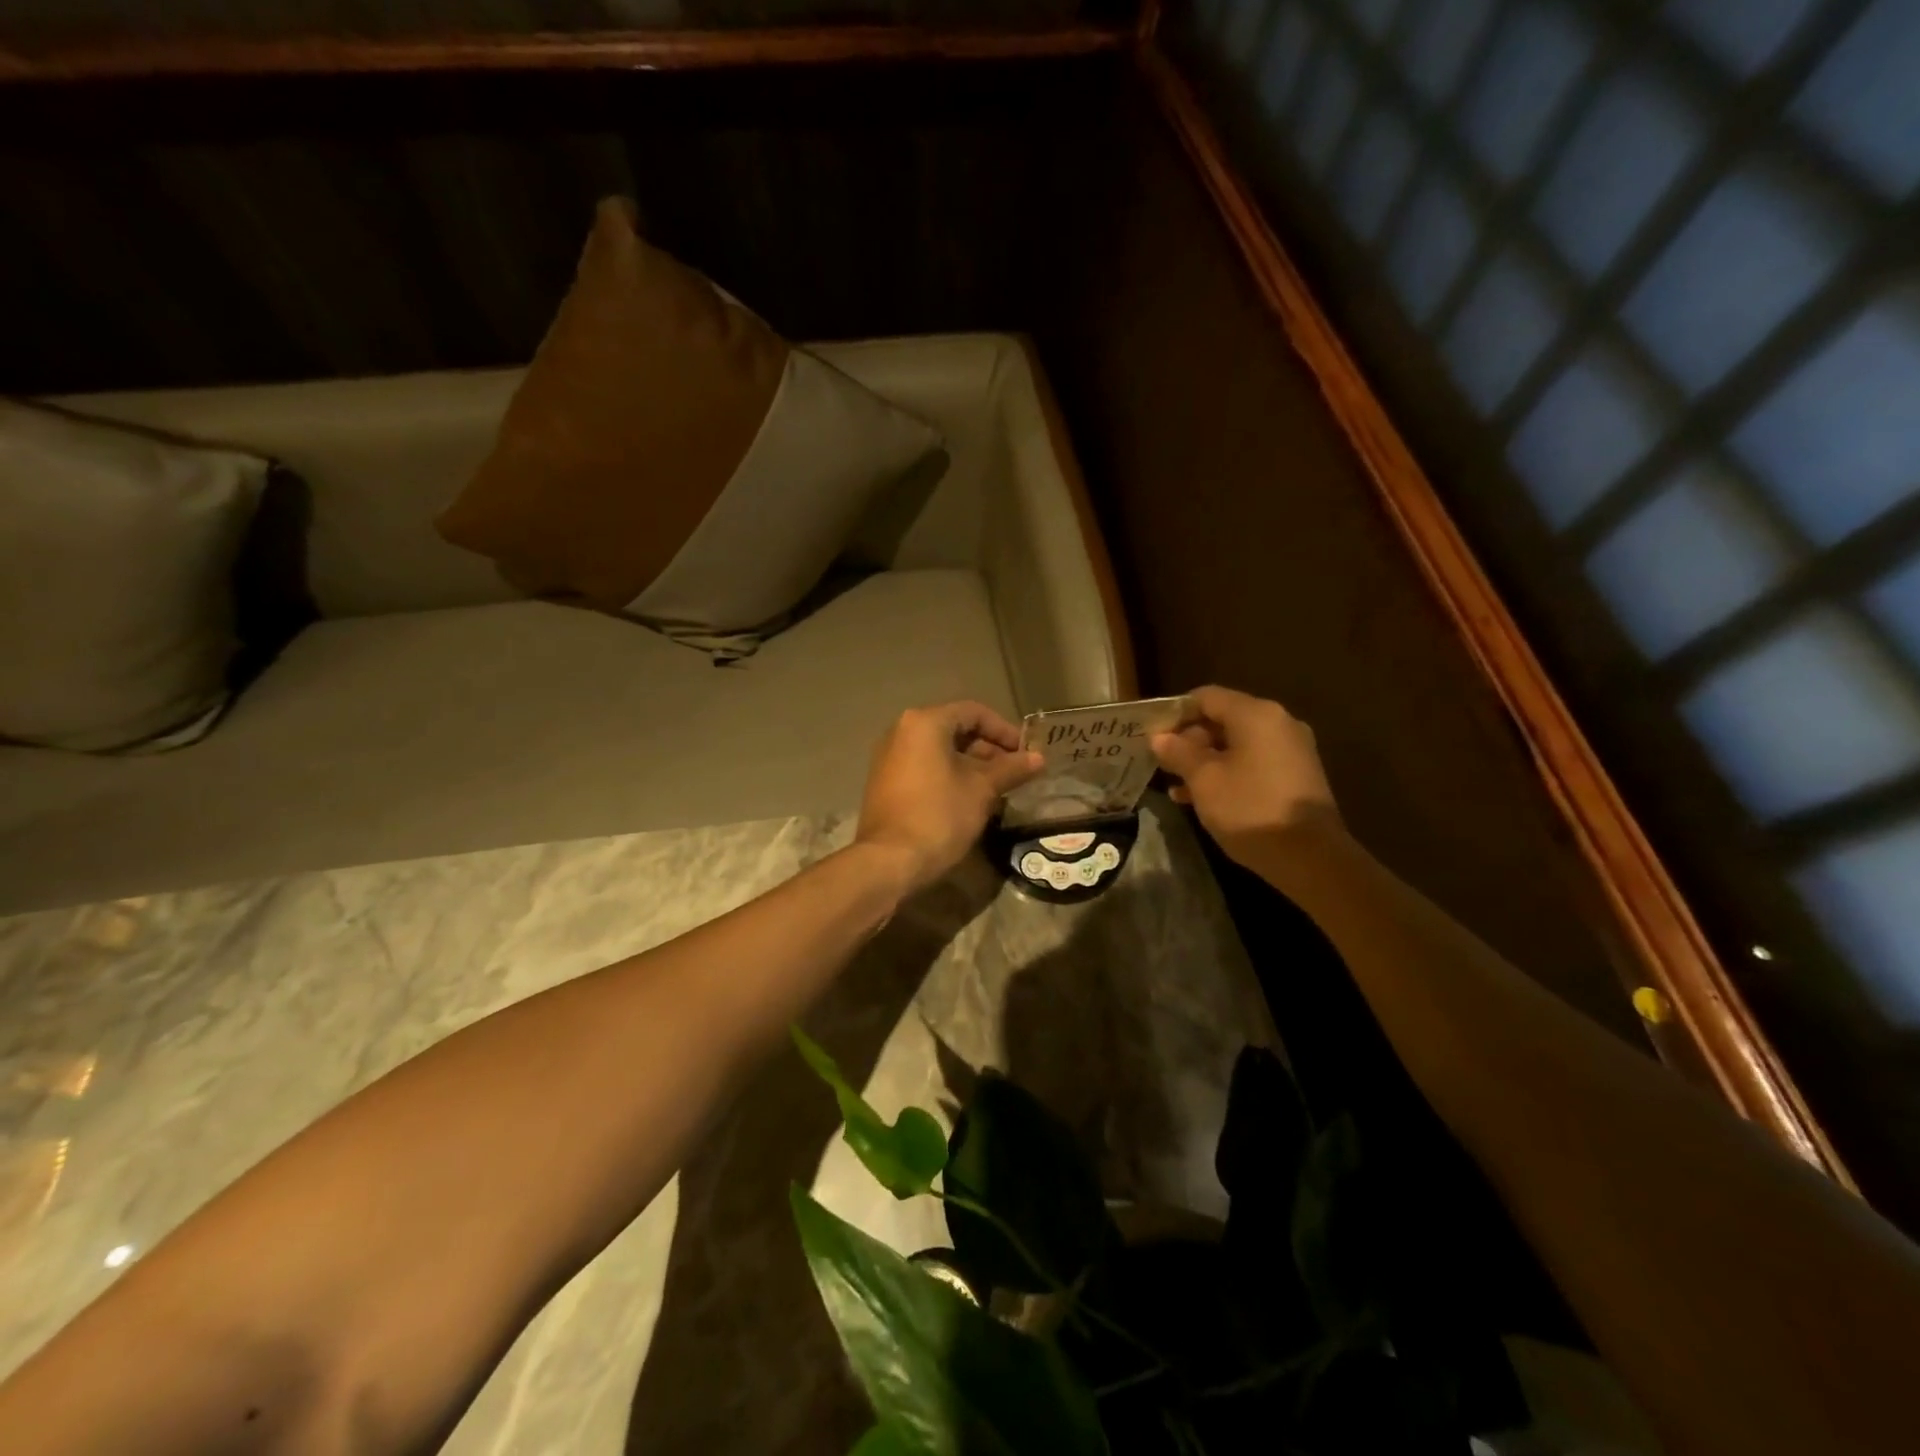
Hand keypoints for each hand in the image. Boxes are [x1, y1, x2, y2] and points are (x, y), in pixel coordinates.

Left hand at [855, 702, 1042, 894]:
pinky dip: (949, 775)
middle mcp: (901, 731)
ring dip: (971, 765)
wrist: (890, 861)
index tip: (1025, 753)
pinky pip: (924, 767)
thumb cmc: (939, 815)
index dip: (1004, 730)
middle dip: (988, 749)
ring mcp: (889, 758)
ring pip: (940, 750)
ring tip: (997, 788)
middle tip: (1014, 773)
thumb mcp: (982, 790)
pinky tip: (969, 799)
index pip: (973, 712)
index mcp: (924, 723)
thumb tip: (1038, 758)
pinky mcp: (885, 782)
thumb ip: (1011, 769)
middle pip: (955, 729)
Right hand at [1151, 685, 1343, 873]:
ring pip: (1237, 744)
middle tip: (1163, 765)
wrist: (1311, 857)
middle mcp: (1278, 723)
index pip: (1206, 697)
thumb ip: (1179, 753)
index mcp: (1255, 714)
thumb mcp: (1204, 780)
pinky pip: (1254, 762)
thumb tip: (1160, 738)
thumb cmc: (1250, 809)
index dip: (1175, 714)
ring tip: (1177, 786)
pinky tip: (1205, 798)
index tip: (1152, 737)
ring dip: (1206, 760)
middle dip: (1189, 740)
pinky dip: (1228, 772)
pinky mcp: (1297, 775)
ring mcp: (1291, 749)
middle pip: (1223, 719)